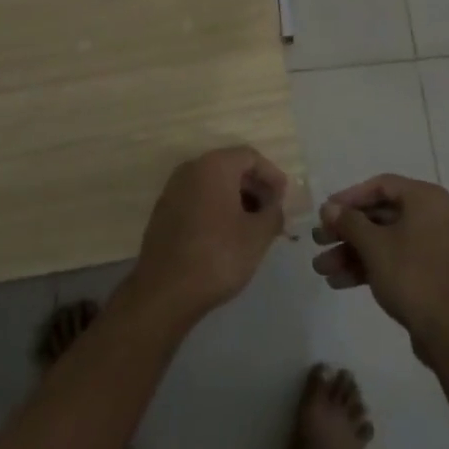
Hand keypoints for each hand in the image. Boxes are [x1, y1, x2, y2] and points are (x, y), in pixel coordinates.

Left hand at [128, 146, 290, 326]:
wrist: (165, 291)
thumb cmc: (218, 256)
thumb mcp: (258, 235)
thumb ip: (273, 212)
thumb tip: (274, 205)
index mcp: (214, 166)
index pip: (250, 157)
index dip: (271, 175)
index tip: (284, 199)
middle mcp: (190, 169)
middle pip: (230, 167)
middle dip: (255, 187)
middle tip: (271, 213)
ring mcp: (173, 190)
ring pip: (213, 184)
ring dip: (236, 199)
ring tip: (253, 227)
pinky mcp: (164, 211)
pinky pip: (197, 199)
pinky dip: (216, 208)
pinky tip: (227, 235)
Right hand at [311, 175, 448, 364]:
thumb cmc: (411, 276)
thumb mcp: (374, 246)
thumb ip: (349, 222)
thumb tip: (329, 207)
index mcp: (426, 199)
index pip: (381, 186)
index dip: (349, 197)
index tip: (325, 211)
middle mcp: (433, 216)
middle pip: (380, 215)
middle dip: (345, 230)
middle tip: (318, 240)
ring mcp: (433, 246)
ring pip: (384, 240)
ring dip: (351, 252)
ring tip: (321, 268)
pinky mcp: (429, 272)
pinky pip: (394, 259)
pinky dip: (368, 266)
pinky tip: (338, 282)